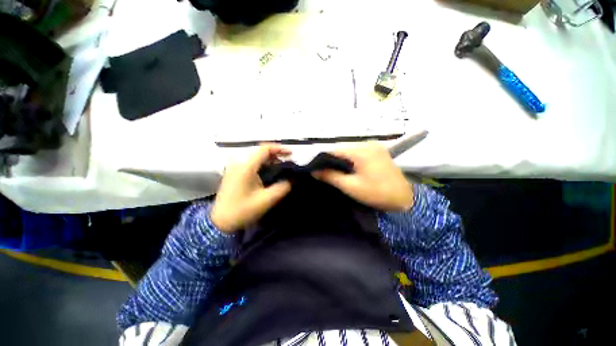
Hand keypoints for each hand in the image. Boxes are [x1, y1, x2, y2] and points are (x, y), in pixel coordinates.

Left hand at [211, 144, 291, 232]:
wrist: (220, 222)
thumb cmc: (242, 211)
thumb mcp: (266, 200)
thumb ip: (282, 188)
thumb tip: (292, 179)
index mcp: (246, 167)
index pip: (264, 149)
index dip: (279, 148)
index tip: (291, 154)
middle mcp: (239, 163)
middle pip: (260, 151)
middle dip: (276, 154)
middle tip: (289, 160)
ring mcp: (235, 168)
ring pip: (256, 157)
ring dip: (270, 159)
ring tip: (282, 164)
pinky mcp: (234, 173)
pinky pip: (251, 163)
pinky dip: (263, 164)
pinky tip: (270, 170)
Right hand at [313, 142, 412, 210]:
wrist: (404, 198)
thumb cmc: (376, 193)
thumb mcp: (350, 186)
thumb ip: (331, 176)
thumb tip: (314, 171)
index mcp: (361, 151)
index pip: (335, 150)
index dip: (323, 158)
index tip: (315, 167)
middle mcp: (367, 143)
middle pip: (343, 148)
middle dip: (332, 159)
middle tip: (324, 171)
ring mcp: (374, 146)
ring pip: (350, 150)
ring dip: (341, 159)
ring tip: (335, 170)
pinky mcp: (378, 151)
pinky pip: (359, 152)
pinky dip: (351, 159)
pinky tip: (348, 167)